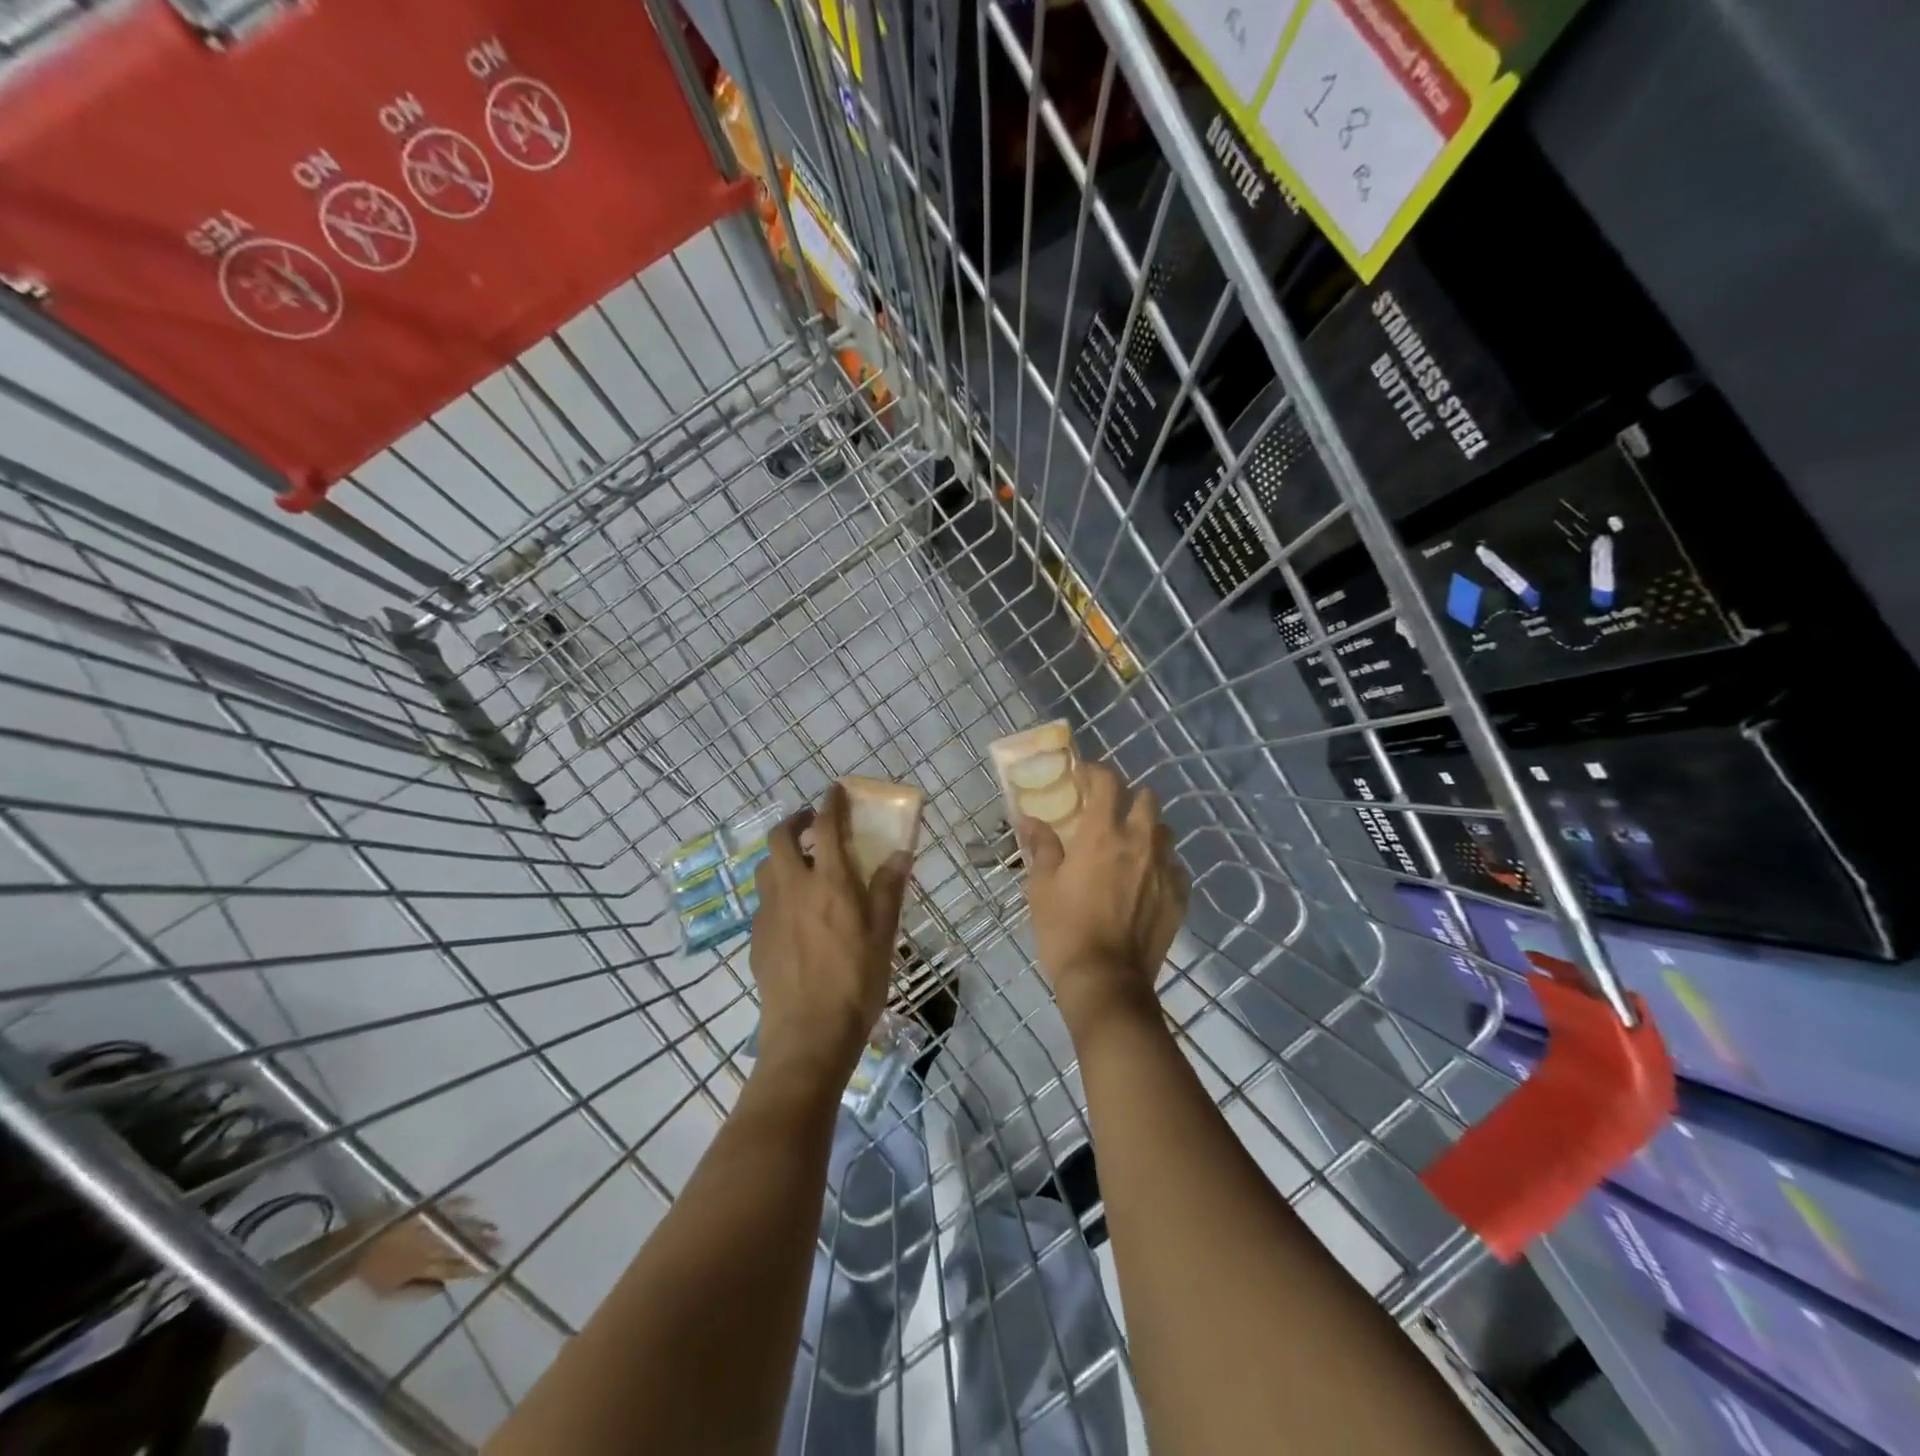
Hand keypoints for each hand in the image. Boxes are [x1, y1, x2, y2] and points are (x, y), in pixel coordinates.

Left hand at [354, 1197, 499, 1296]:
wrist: (351, 1248)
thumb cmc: (370, 1274)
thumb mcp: (387, 1293)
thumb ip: (416, 1290)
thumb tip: (443, 1288)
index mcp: (420, 1269)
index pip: (453, 1268)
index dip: (473, 1265)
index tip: (492, 1263)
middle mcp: (426, 1247)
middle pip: (459, 1246)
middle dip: (481, 1245)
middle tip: (502, 1242)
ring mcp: (425, 1227)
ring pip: (456, 1228)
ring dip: (476, 1226)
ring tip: (494, 1226)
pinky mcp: (421, 1210)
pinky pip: (445, 1206)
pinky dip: (460, 1204)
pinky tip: (473, 1202)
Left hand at [751, 783, 911, 1084]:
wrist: (808, 1033)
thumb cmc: (856, 981)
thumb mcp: (883, 934)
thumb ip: (889, 889)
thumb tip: (901, 851)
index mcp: (829, 883)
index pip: (824, 826)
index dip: (830, 803)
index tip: (836, 790)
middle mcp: (793, 887)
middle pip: (780, 837)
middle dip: (795, 821)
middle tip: (813, 826)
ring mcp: (769, 912)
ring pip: (766, 866)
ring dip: (781, 854)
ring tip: (803, 866)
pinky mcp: (756, 936)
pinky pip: (764, 898)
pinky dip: (778, 888)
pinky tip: (796, 911)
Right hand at [1021, 761, 1188, 1029]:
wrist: (1106, 980)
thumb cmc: (1065, 928)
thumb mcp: (1042, 885)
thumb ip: (1041, 846)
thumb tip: (1029, 819)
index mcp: (1102, 833)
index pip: (1107, 782)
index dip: (1094, 772)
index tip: (1081, 777)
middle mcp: (1139, 842)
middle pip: (1146, 798)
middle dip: (1127, 797)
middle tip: (1107, 813)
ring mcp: (1164, 869)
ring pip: (1163, 831)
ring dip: (1147, 830)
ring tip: (1128, 847)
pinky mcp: (1179, 896)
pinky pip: (1174, 867)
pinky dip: (1160, 865)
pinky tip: (1144, 881)